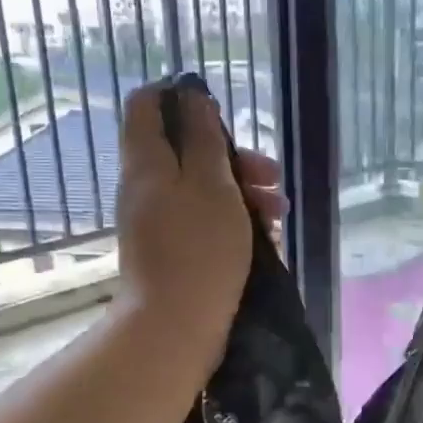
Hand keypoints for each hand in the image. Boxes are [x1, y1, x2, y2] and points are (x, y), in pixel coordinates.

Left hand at [114, 80, 284, 360]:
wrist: (175, 326)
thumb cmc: (199, 249)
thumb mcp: (211, 184)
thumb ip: (202, 137)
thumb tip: (191, 96)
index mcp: (146, 161)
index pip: (147, 104)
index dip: (182, 98)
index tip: (222, 114)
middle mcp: (143, 186)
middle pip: (184, 150)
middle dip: (233, 157)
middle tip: (272, 177)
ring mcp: (154, 220)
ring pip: (198, 187)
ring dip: (241, 191)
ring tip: (278, 215)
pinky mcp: (169, 249)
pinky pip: (200, 219)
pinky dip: (230, 220)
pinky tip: (264, 238)